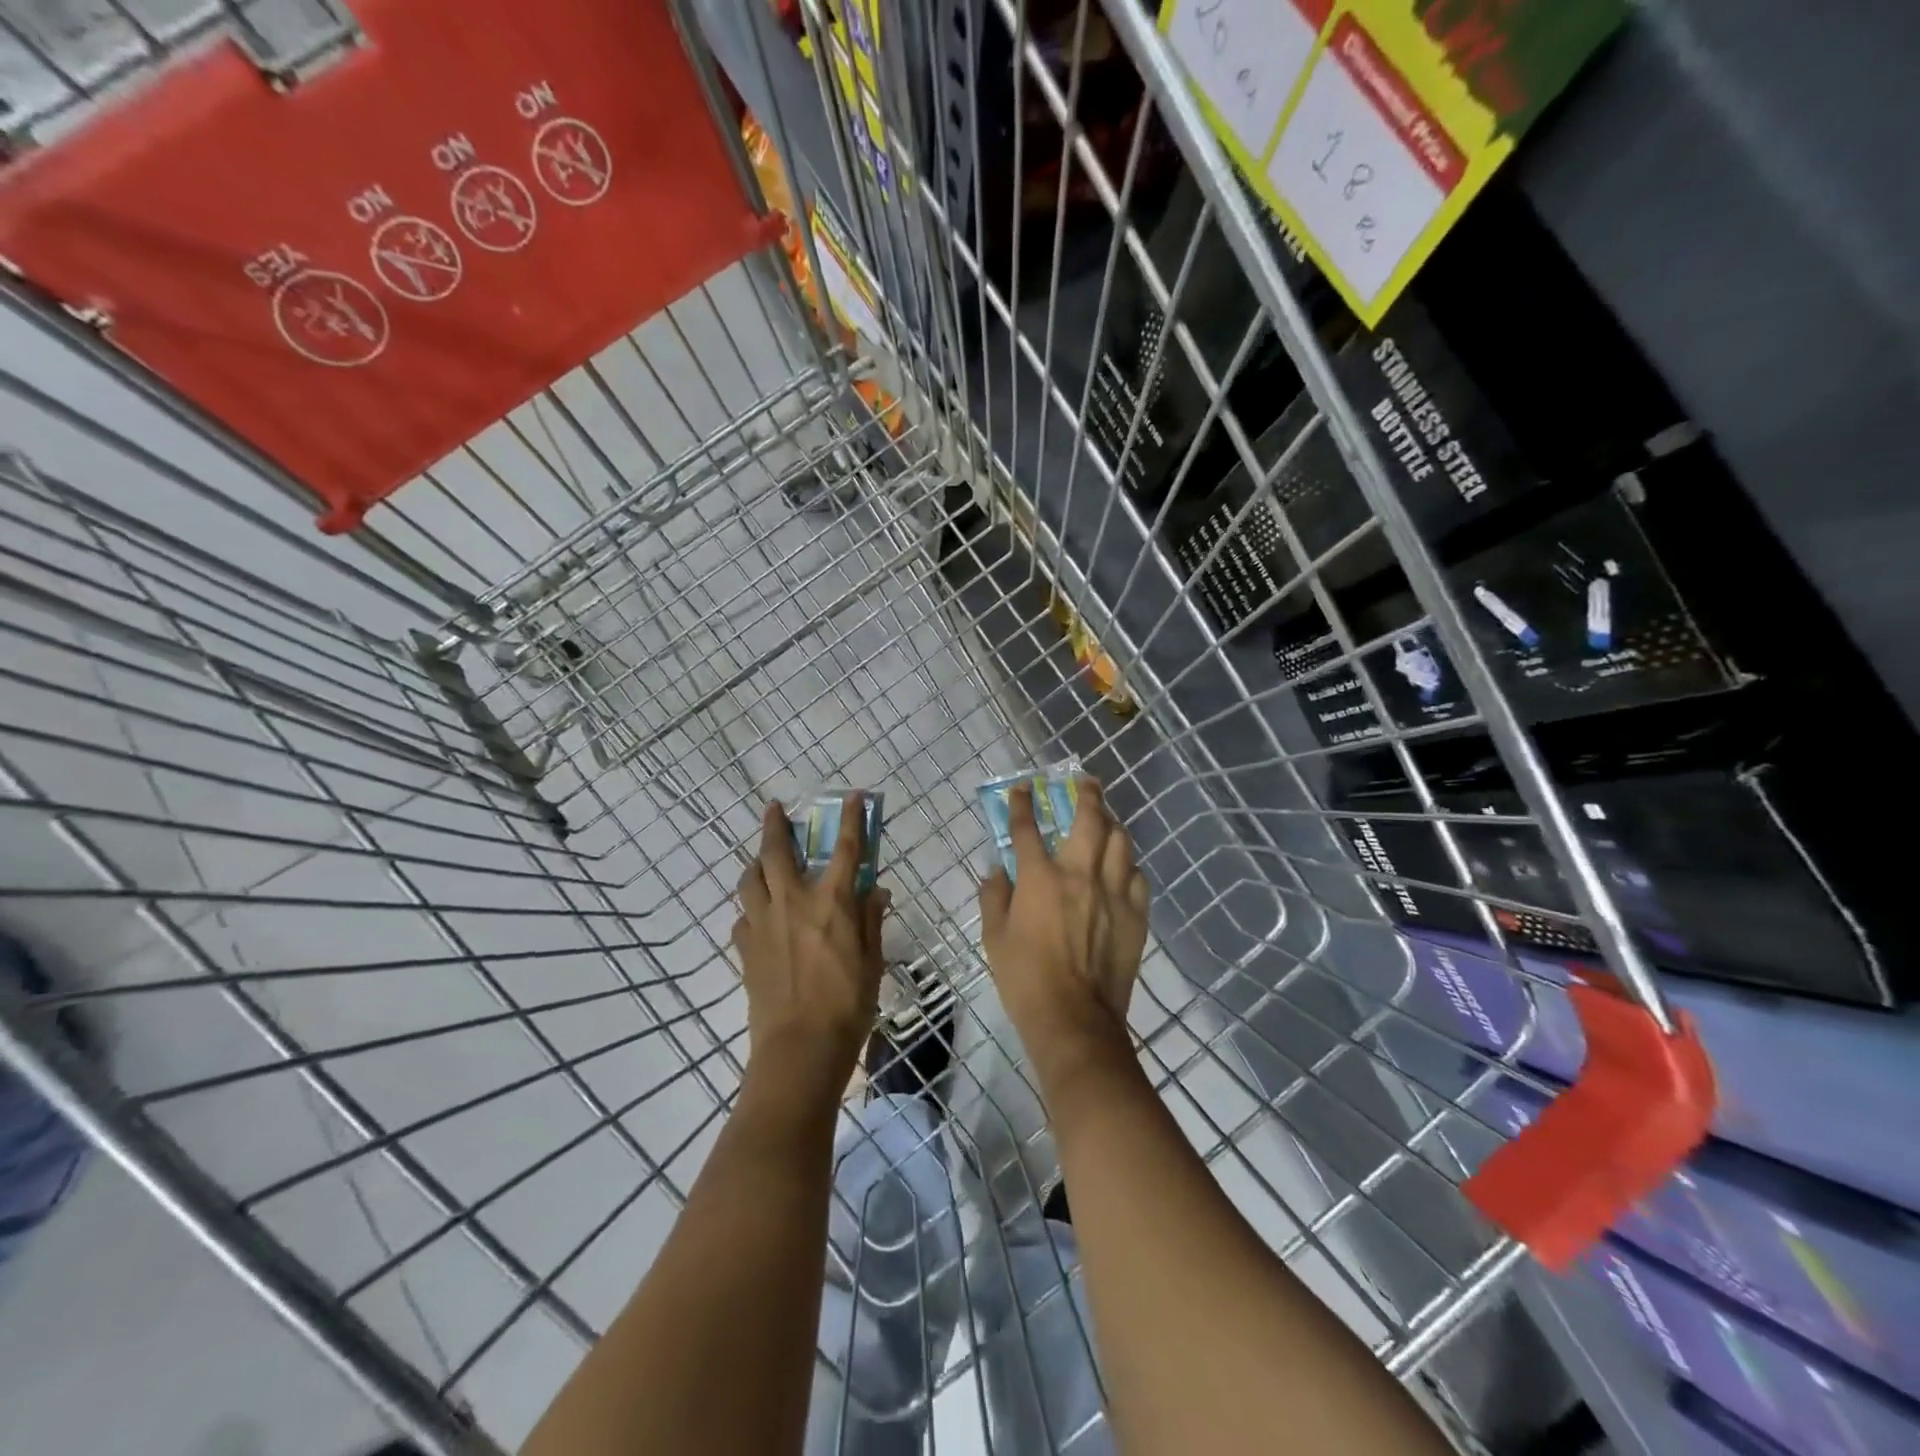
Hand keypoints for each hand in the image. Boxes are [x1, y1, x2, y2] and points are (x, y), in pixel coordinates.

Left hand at [732, 796, 887, 1098]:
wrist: (800, 1050)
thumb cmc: (848, 1006)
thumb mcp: (873, 961)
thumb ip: (871, 921)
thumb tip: (876, 891)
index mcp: (832, 903)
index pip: (846, 849)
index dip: (851, 819)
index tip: (852, 796)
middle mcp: (793, 902)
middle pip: (777, 851)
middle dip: (775, 825)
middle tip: (774, 809)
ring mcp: (763, 923)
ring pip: (750, 878)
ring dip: (757, 862)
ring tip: (763, 860)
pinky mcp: (746, 948)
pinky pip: (744, 915)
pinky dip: (752, 907)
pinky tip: (760, 916)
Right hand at [978, 778, 1148, 1062]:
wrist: (1074, 1020)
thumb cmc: (1025, 979)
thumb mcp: (994, 937)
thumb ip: (994, 897)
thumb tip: (997, 871)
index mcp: (1040, 879)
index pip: (1028, 828)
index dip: (1022, 804)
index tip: (1022, 789)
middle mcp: (1080, 874)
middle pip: (1090, 819)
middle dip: (1087, 794)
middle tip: (1085, 782)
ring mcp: (1113, 893)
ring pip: (1121, 841)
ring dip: (1112, 824)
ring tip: (1106, 820)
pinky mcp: (1136, 915)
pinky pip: (1138, 876)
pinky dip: (1128, 865)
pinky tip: (1122, 867)